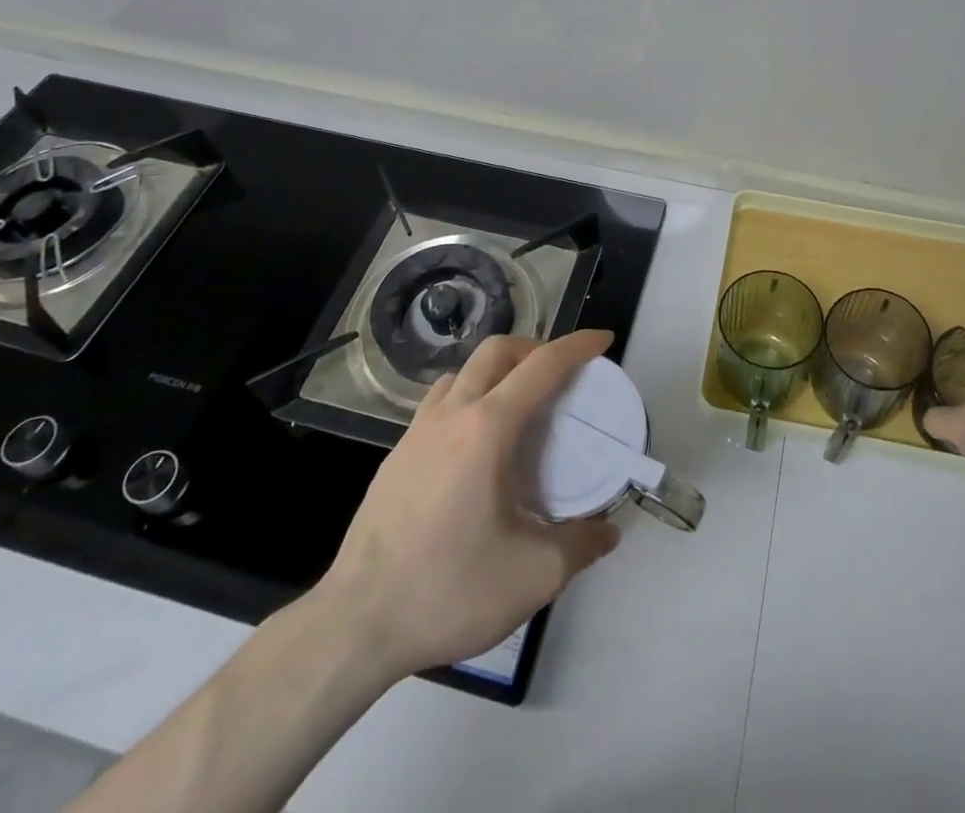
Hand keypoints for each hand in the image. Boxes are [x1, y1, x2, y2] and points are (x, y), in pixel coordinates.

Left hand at [314, 329, 621, 680]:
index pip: (541, 366)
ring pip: (462, 373)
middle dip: (534, 347)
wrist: (355, 624)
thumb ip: (580, 546)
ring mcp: (416, 433)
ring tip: (518, 406)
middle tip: (560, 375)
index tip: (603, 340)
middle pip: (496, 350)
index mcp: (488, 429)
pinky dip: (468, 398)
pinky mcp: (395, 456)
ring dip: (497, 371)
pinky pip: (439, 403)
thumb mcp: (533, 576)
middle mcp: (451, 415)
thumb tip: (608, 531)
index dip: (577, 346)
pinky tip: (474, 446)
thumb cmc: (448, 589)